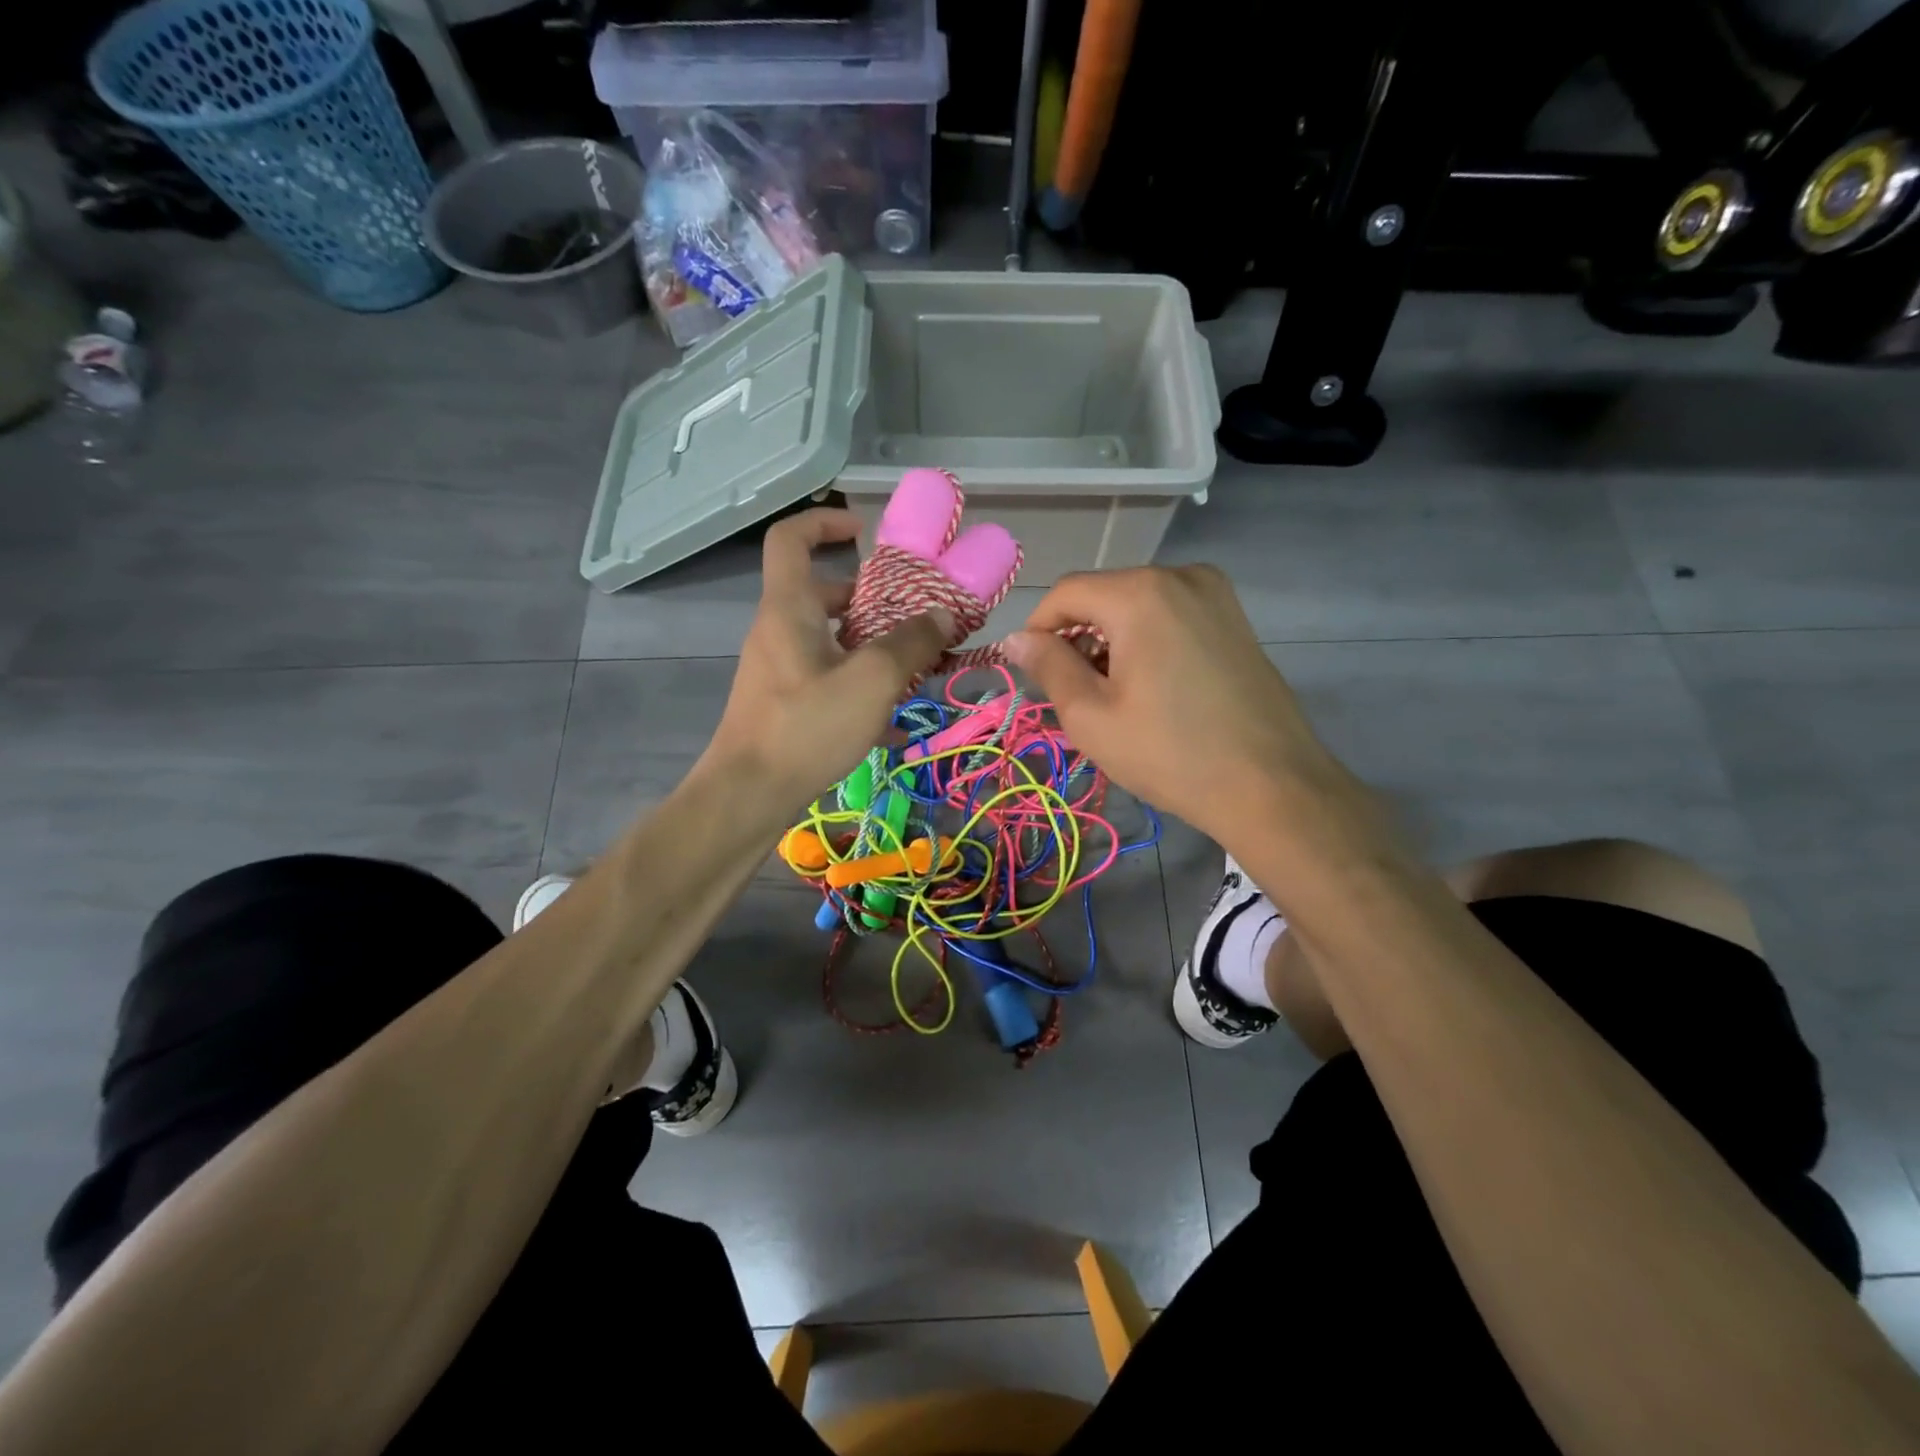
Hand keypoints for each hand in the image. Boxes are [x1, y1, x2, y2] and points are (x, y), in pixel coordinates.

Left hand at [705, 510, 951, 809]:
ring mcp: (778, 669)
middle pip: (822, 594)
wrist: (749, 794)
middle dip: (870, 600)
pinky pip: (827, 678)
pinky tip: (894, 723)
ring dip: (871, 647)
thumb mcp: (871, 680)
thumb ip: (911, 643)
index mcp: (789, 608)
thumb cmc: (807, 725)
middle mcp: (778, 630)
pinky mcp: (783, 704)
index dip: (825, 522)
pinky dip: (859, 686)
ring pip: (829, 640)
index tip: (865, 532)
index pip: (791, 538)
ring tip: (914, 669)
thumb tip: (943, 615)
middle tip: (912, 616)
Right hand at [1005, 566, 1340, 846]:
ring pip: (1137, 605)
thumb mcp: (1091, 716)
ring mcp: (1215, 594)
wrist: (1272, 786)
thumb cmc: (1171, 753)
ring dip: (1111, 640)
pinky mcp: (1235, 618)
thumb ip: (1048, 666)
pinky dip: (1146, 640)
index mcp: (1141, 593)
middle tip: (1073, 692)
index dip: (1038, 629)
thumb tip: (1016, 639)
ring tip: (1113, 695)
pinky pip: (1171, 615)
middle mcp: (1181, 575)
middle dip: (1077, 637)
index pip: (1066, 593)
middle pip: (1103, 595)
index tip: (1031, 672)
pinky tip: (1151, 686)